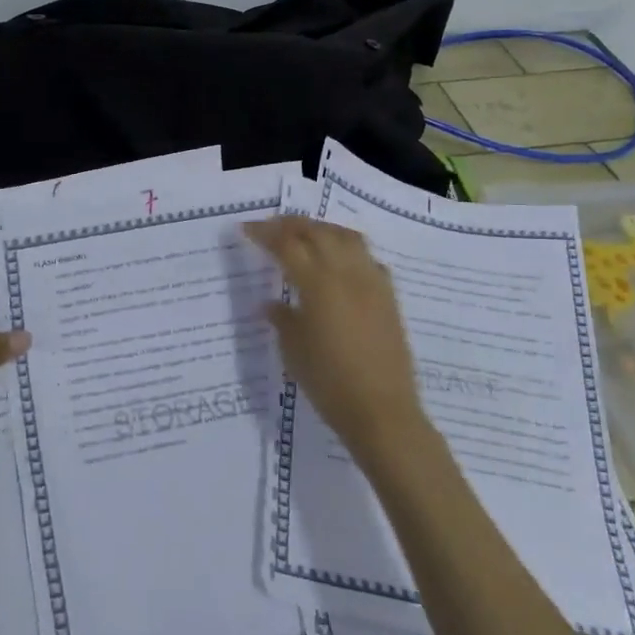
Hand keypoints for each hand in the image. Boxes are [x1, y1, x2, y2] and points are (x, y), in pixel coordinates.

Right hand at [244, 217, 426, 459]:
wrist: (381, 410)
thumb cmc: (329, 383)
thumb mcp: (294, 351)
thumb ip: (282, 319)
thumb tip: (271, 304)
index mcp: (318, 284)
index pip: (287, 244)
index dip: (265, 233)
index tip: (246, 229)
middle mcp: (347, 273)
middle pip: (318, 232)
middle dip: (292, 224)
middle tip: (272, 227)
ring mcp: (372, 282)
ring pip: (347, 237)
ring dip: (322, 229)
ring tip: (305, 234)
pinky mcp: (388, 296)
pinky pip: (367, 258)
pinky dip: (348, 249)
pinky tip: (339, 262)